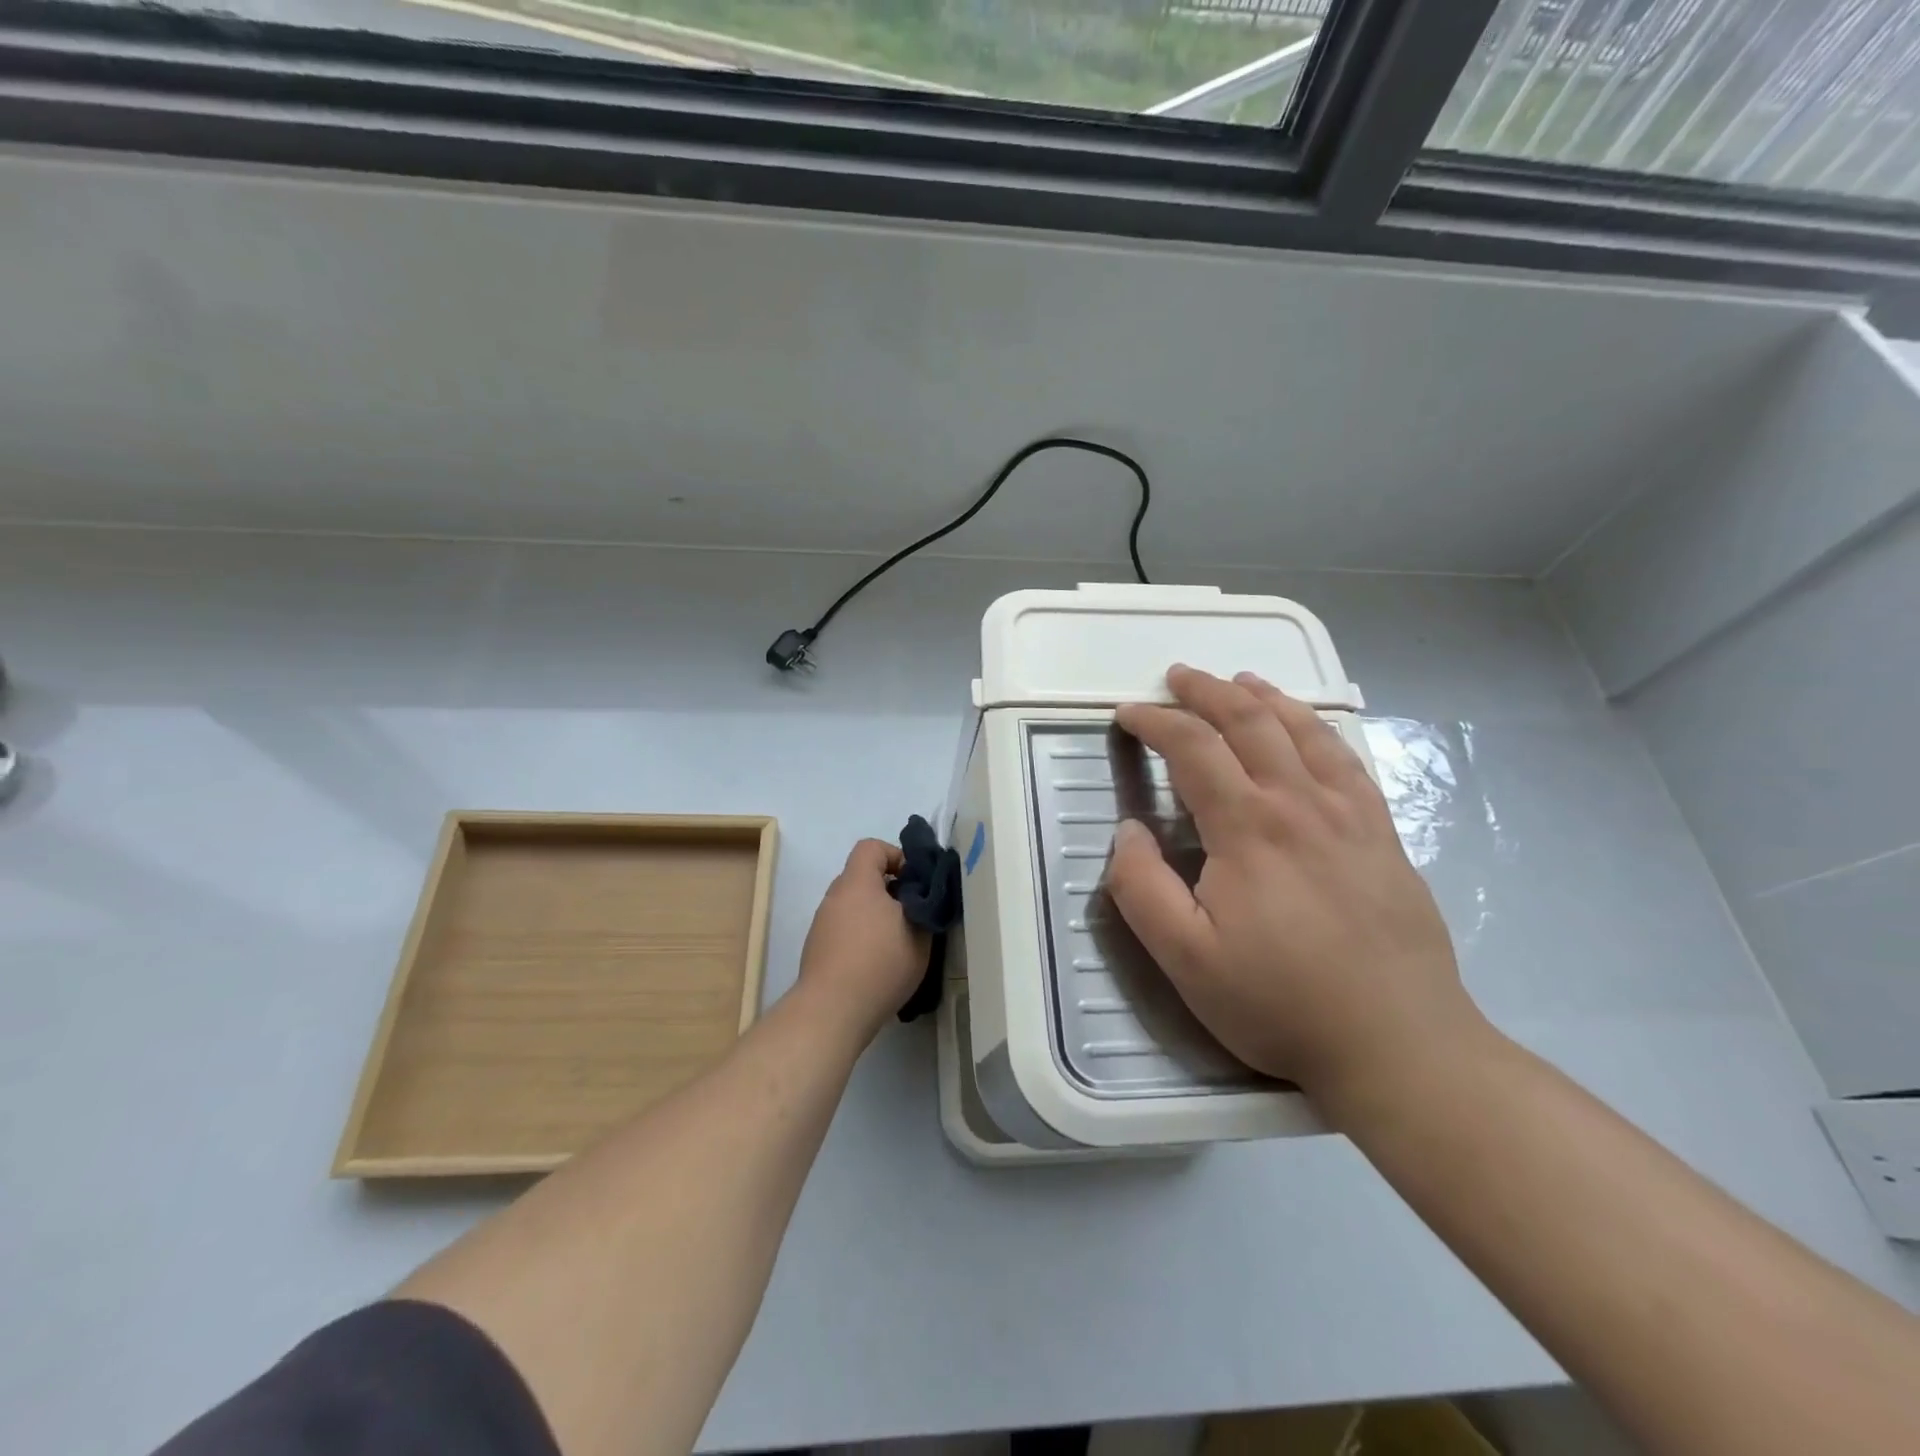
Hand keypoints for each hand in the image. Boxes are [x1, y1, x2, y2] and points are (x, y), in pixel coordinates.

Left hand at [796, 839, 930, 1040]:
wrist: (832, 1011)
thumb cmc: (880, 963)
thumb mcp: (920, 934)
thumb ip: (924, 908)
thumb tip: (920, 900)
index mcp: (857, 882)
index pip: (871, 847)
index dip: (896, 856)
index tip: (915, 883)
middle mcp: (835, 896)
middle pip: (863, 878)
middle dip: (890, 891)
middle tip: (912, 916)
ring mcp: (822, 924)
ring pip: (854, 906)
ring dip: (875, 916)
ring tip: (897, 945)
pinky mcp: (817, 949)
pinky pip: (844, 930)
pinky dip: (860, 937)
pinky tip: (877, 966)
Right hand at [1105, 665, 1484, 1111]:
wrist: (1401, 1045)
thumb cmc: (1280, 1002)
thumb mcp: (1185, 960)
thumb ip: (1142, 889)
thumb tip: (1129, 830)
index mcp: (1248, 828)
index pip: (1193, 748)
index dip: (1156, 722)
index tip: (1129, 714)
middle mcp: (1300, 803)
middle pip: (1250, 721)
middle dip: (1207, 691)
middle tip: (1177, 676)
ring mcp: (1350, 814)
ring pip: (1303, 730)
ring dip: (1264, 697)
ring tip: (1239, 681)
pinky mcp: (1383, 833)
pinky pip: (1348, 759)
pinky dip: (1318, 727)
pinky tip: (1309, 727)